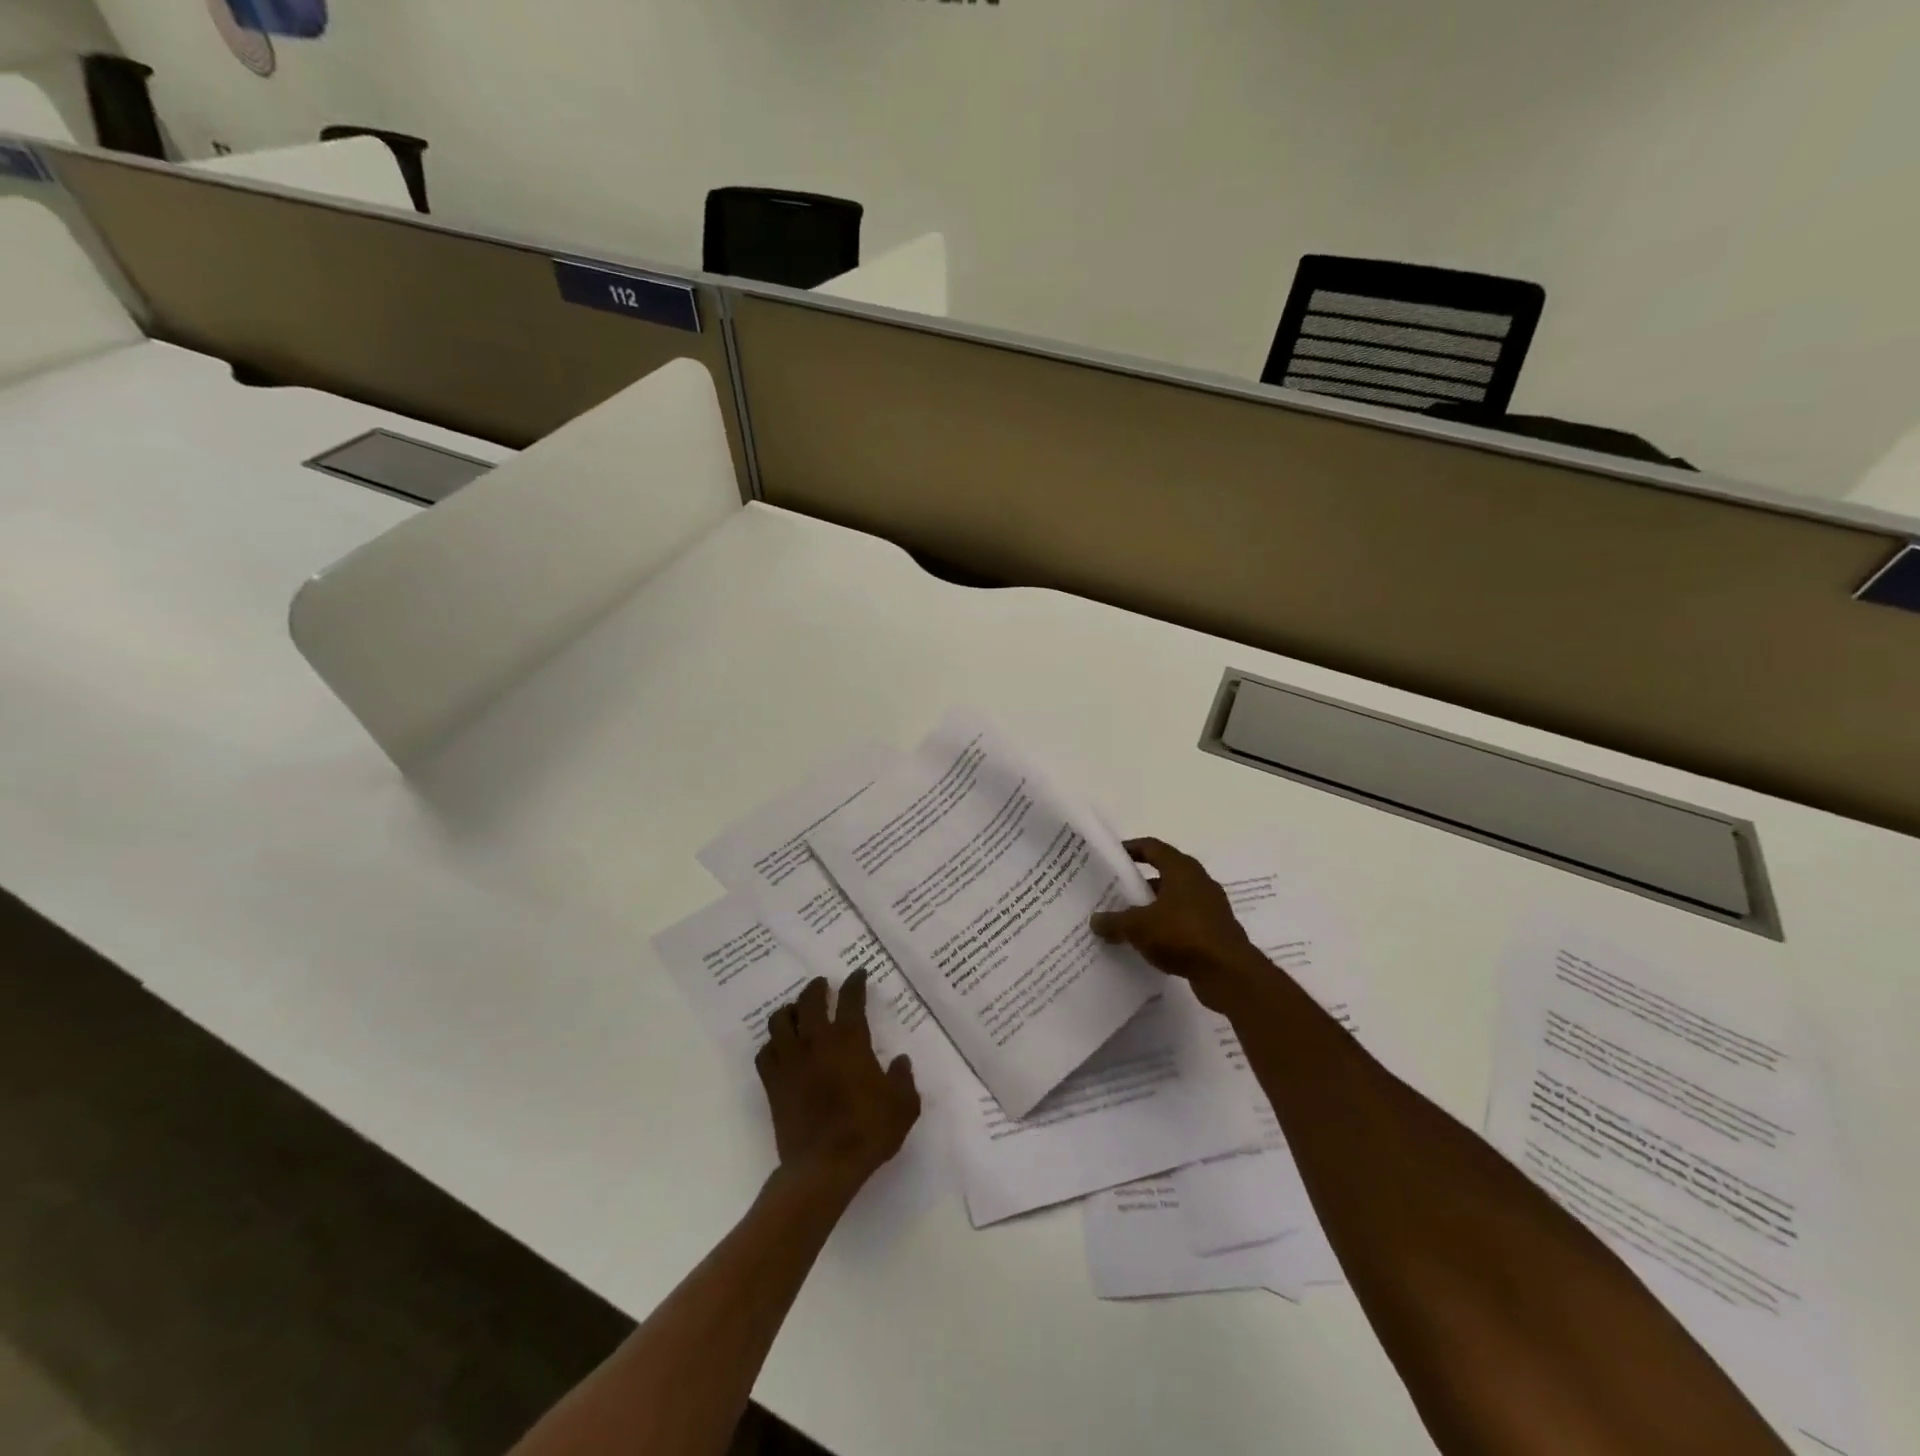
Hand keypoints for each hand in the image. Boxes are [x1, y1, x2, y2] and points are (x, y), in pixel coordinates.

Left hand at [755, 972, 920, 1195]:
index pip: (851, 999)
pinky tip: (779, 1048)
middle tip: (822, 985)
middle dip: (816, 988)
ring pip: (780, 1021)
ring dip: (789, 1011)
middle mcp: (816, 1041)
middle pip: (809, 1000)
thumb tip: (900, 1062)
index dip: (855, 983)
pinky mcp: (773, 1083)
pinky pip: (765, 1053)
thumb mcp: (902, 1106)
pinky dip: (772, 1044)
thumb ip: (903, 1079)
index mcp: (849, 1040)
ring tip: (797, 1012)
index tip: (858, 975)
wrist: (823, 1167)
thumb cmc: (867, 1131)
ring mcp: (790, 1061)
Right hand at [1090, 837, 1267, 1013]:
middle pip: (1163, 873)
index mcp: (1182, 869)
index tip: (1111, 857)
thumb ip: (1114, 921)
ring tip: (1125, 919)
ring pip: (1173, 900)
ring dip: (1151, 907)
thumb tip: (1095, 920)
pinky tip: (1147, 942)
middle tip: (1113, 891)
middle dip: (1138, 882)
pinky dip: (1165, 927)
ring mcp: (1209, 907)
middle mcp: (1198, 882)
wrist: (1229, 974)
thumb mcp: (1138, 927)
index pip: (1152, 847)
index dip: (1130, 848)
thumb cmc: (1182, 935)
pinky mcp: (1214, 931)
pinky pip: (1182, 922)